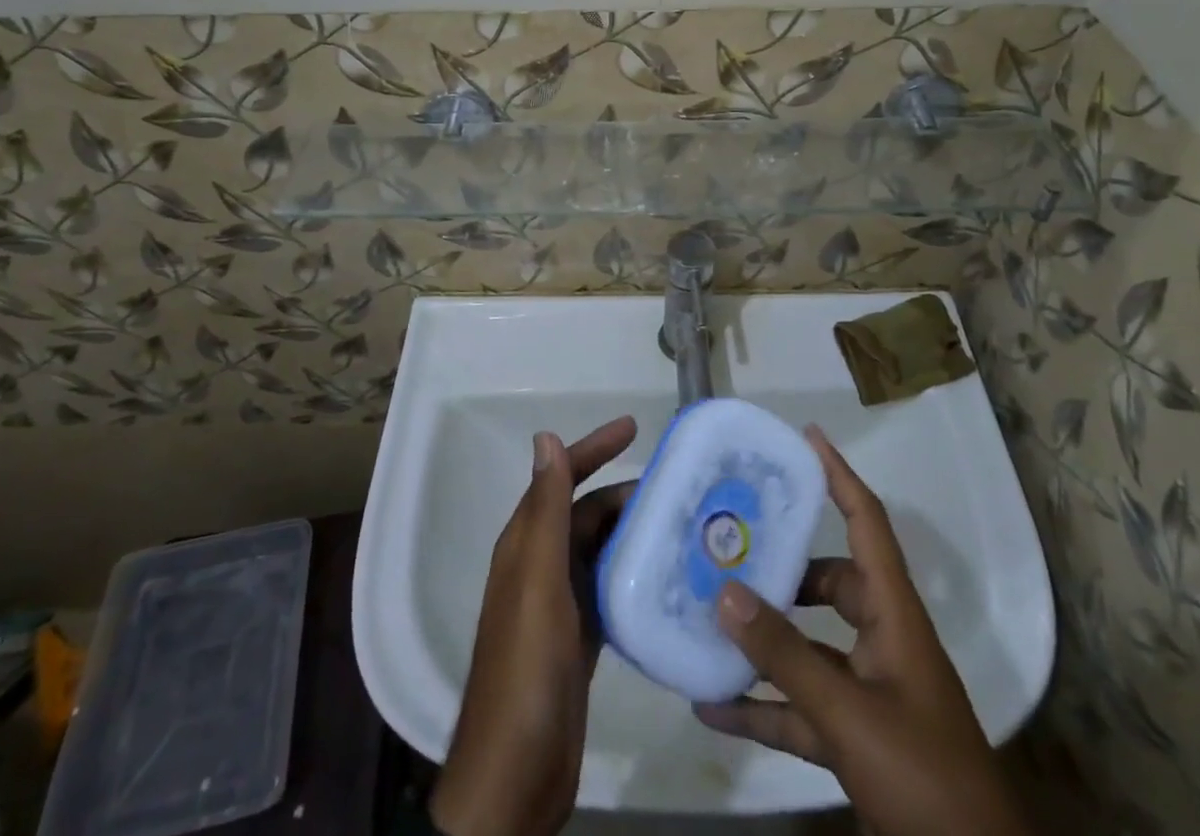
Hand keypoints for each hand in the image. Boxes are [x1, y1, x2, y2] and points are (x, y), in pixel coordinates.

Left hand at [430, 417, 637, 835]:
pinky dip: (635, 573)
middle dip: (625, 493)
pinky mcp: (580, 638)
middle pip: (586, 512)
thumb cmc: (526, 666)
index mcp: (526, 544)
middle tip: (677, 488)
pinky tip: (666, 576)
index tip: (634, 428)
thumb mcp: (538, 580)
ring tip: (682, 525)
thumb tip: (545, 437)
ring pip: (601, 549)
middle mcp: (541, 565)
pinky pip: (611, 588)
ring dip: (634, 532)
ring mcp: (560, 604)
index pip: (561, 478)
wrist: (516, 772)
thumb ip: (544, 509)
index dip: (593, 449)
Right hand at [695, 428, 1030, 835]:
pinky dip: (761, 706)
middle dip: (784, 567)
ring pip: (809, 647)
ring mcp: (870, 691)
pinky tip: (711, 707)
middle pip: (831, 583)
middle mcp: (882, 641)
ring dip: (764, 640)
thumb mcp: (850, 713)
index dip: (839, 475)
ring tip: (710, 617)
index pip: (867, 523)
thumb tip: (725, 591)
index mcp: (894, 614)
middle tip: (734, 545)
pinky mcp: (856, 737)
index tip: (806, 437)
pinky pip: (800, 708)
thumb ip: (786, 655)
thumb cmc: (924, 773)